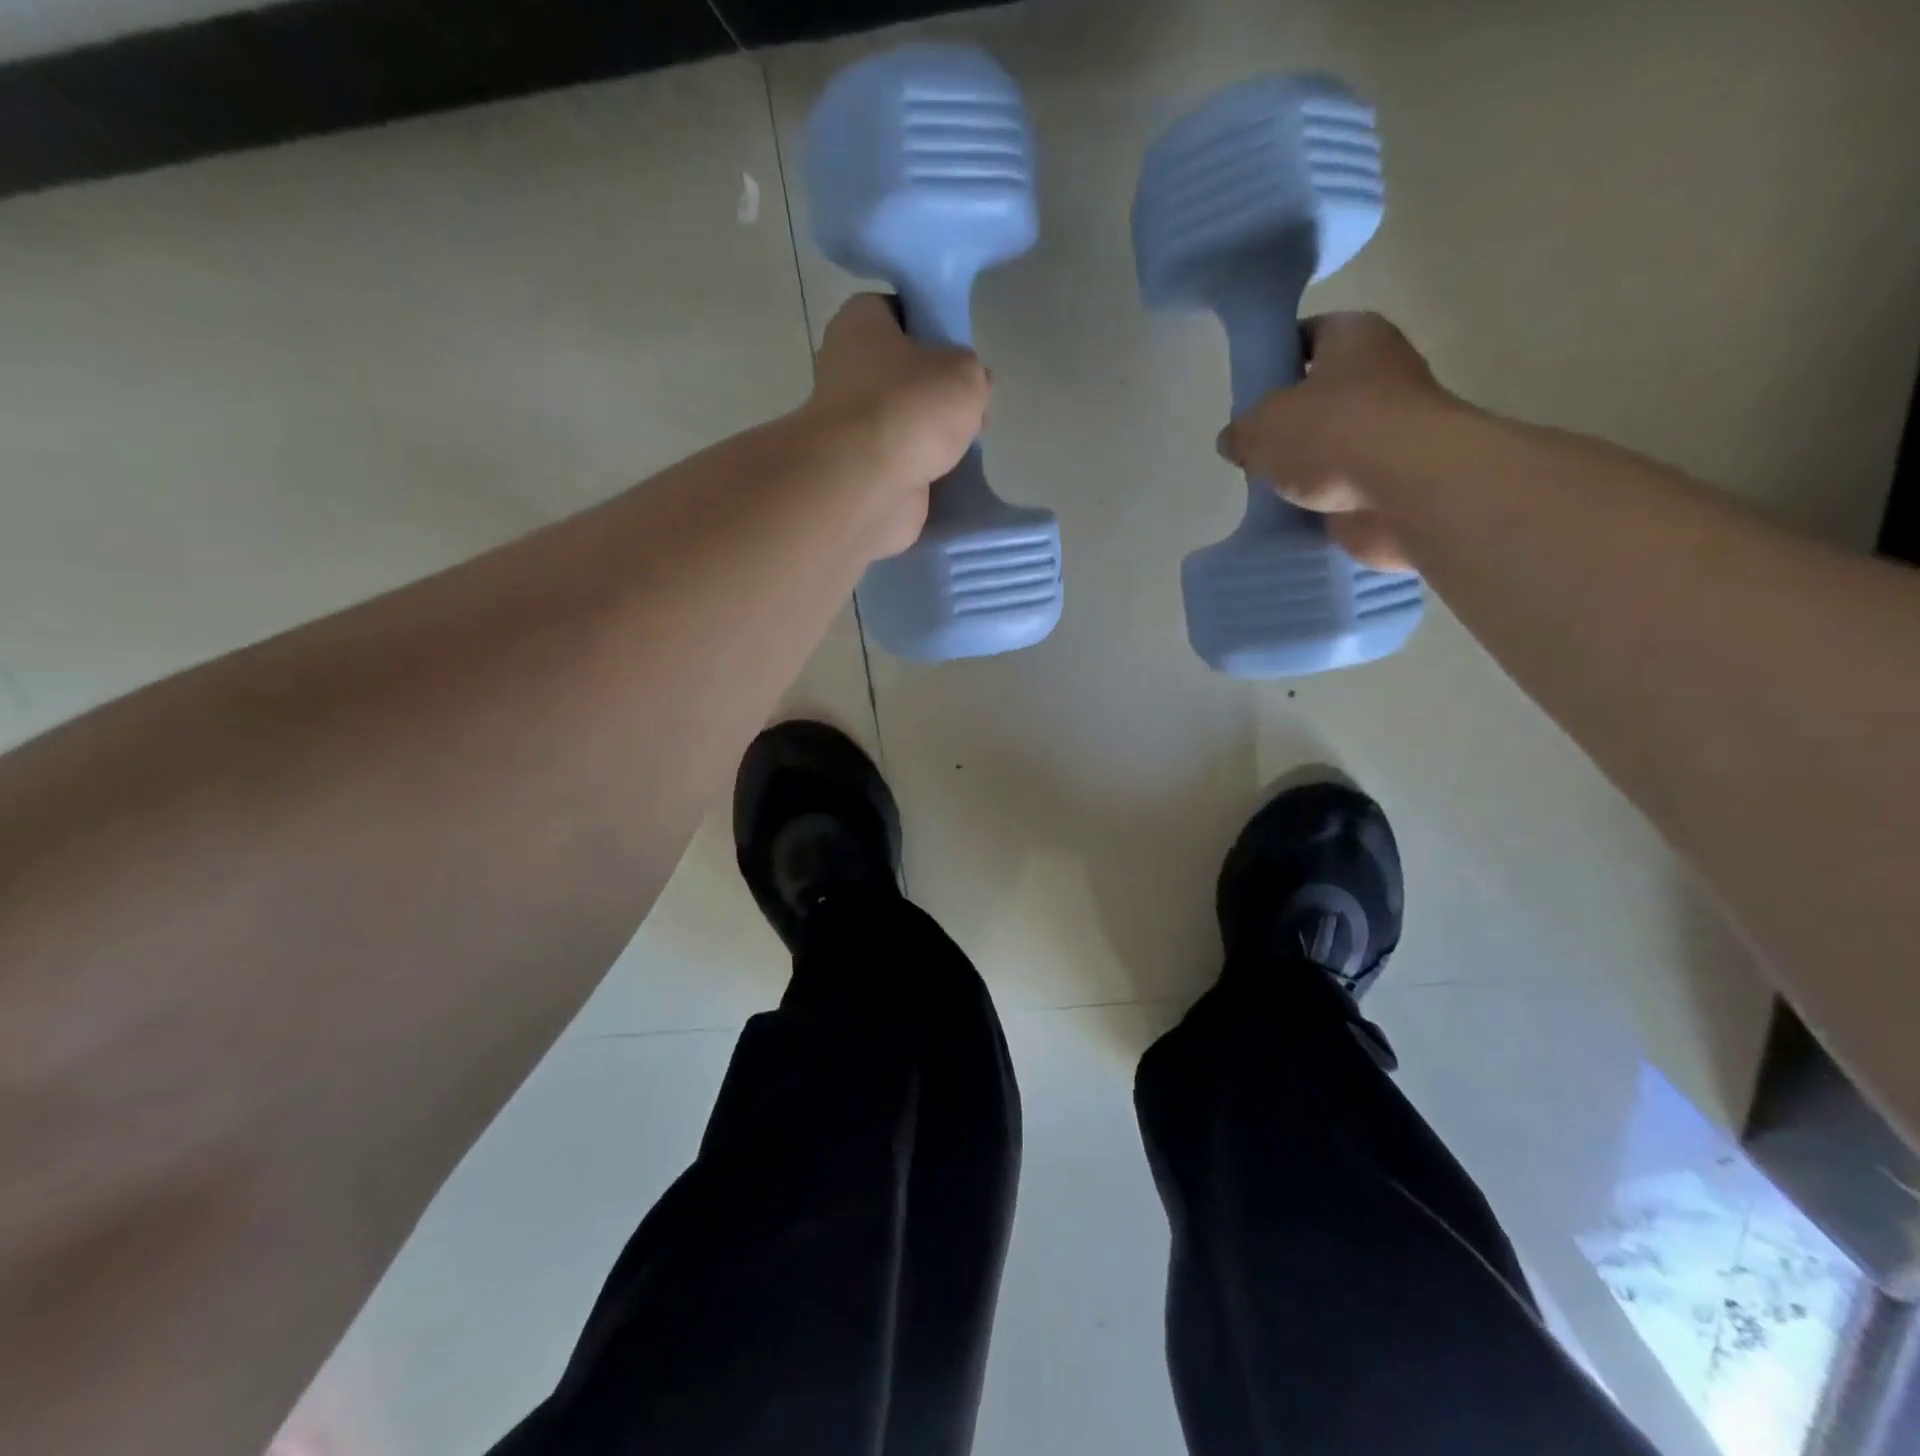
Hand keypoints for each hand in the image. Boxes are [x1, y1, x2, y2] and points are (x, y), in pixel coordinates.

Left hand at [801, 294, 990, 553]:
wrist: (868, 482)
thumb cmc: (910, 407)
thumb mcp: (965, 372)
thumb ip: (972, 372)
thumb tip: (971, 387)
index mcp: (859, 323)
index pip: (895, 310)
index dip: (929, 325)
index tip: (957, 347)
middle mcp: (844, 368)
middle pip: (898, 370)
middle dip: (933, 386)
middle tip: (967, 401)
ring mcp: (849, 424)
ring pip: (899, 419)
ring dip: (927, 432)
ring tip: (963, 441)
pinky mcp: (858, 468)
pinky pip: (897, 459)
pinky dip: (919, 466)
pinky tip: (946, 471)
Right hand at [1216, 312, 1463, 571]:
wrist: (1406, 489)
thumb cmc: (1332, 432)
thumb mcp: (1261, 425)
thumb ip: (1241, 431)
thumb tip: (1236, 441)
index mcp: (1354, 334)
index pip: (1306, 334)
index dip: (1273, 358)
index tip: (1246, 390)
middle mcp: (1380, 371)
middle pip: (1317, 392)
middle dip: (1284, 420)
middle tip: (1250, 443)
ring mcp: (1389, 426)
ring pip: (1329, 441)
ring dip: (1301, 463)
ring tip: (1265, 483)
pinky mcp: (1391, 474)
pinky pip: (1341, 482)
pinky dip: (1319, 497)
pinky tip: (1290, 510)